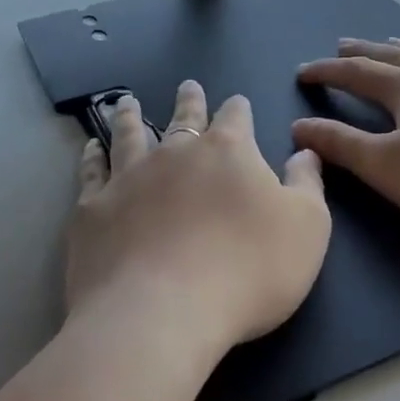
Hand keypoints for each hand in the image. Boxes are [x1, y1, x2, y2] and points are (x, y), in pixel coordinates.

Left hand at [67, 81, 331, 364]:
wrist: (160, 314)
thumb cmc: (247, 271)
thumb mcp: (307, 229)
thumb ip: (307, 185)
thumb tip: (305, 152)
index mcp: (228, 152)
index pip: (235, 117)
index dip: (238, 108)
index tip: (237, 102)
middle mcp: (176, 152)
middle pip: (183, 117)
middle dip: (188, 100)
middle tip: (186, 86)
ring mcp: (129, 177)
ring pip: (129, 133)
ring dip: (130, 115)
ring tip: (126, 102)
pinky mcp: (93, 208)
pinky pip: (92, 171)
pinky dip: (92, 155)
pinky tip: (91, 147)